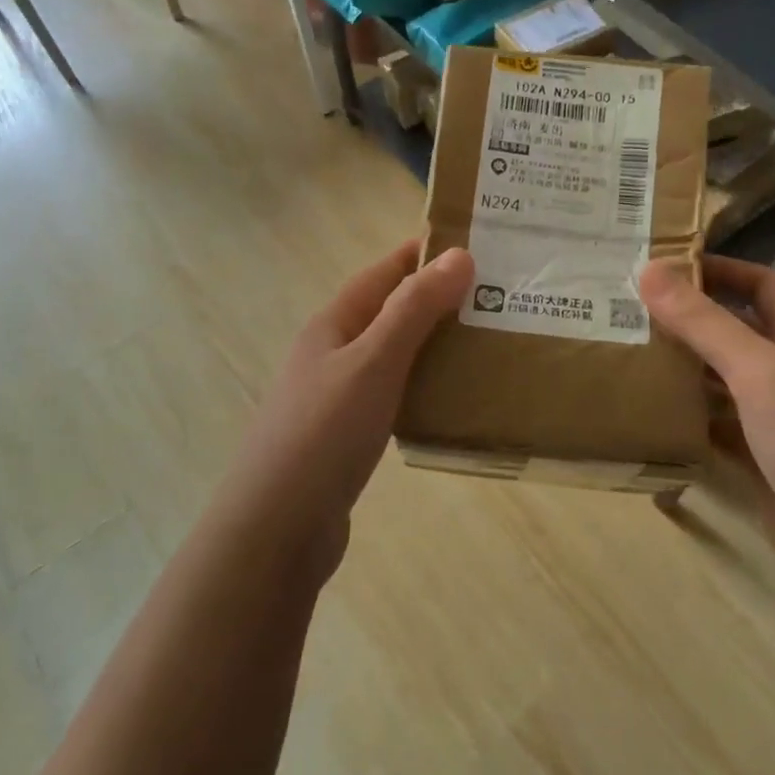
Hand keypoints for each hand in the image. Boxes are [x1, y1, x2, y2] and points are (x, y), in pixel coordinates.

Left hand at [219, 241, 472, 562]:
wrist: (276, 529)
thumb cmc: (323, 433)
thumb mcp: (373, 361)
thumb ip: (414, 309)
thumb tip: (458, 254)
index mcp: (334, 323)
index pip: (384, 272)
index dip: (426, 254)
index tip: (479, 245)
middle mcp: (332, 352)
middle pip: (391, 312)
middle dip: (439, 300)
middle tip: (498, 298)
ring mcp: (336, 395)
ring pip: (394, 355)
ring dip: (433, 345)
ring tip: (486, 343)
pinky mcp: (347, 435)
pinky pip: (393, 395)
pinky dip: (422, 387)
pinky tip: (452, 399)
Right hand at [639, 257, 774, 609]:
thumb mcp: (761, 371)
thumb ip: (705, 323)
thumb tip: (649, 270)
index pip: (764, 286)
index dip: (723, 270)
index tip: (667, 264)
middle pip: (735, 333)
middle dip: (688, 320)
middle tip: (627, 310)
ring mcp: (774, 422)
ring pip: (719, 383)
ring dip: (681, 369)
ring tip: (624, 354)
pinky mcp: (756, 463)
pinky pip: (713, 429)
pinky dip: (684, 419)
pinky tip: (645, 413)